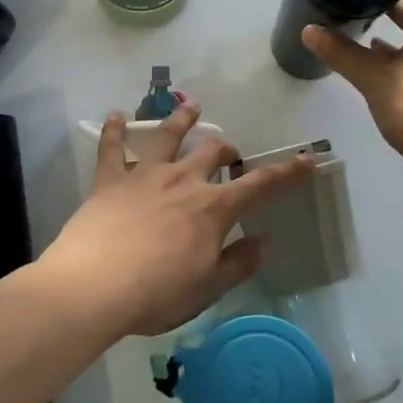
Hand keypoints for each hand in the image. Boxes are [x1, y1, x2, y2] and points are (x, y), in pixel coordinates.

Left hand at [43, 101, 313, 337]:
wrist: (94, 286)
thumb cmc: (156, 294)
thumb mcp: (207, 288)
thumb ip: (238, 262)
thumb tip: (264, 240)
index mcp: (213, 208)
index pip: (259, 186)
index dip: (287, 173)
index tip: (308, 159)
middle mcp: (183, 180)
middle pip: (212, 152)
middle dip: (227, 151)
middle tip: (229, 158)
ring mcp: (145, 174)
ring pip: (168, 135)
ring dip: (182, 120)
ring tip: (192, 108)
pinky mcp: (110, 178)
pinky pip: (112, 147)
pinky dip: (114, 128)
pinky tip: (115, 114)